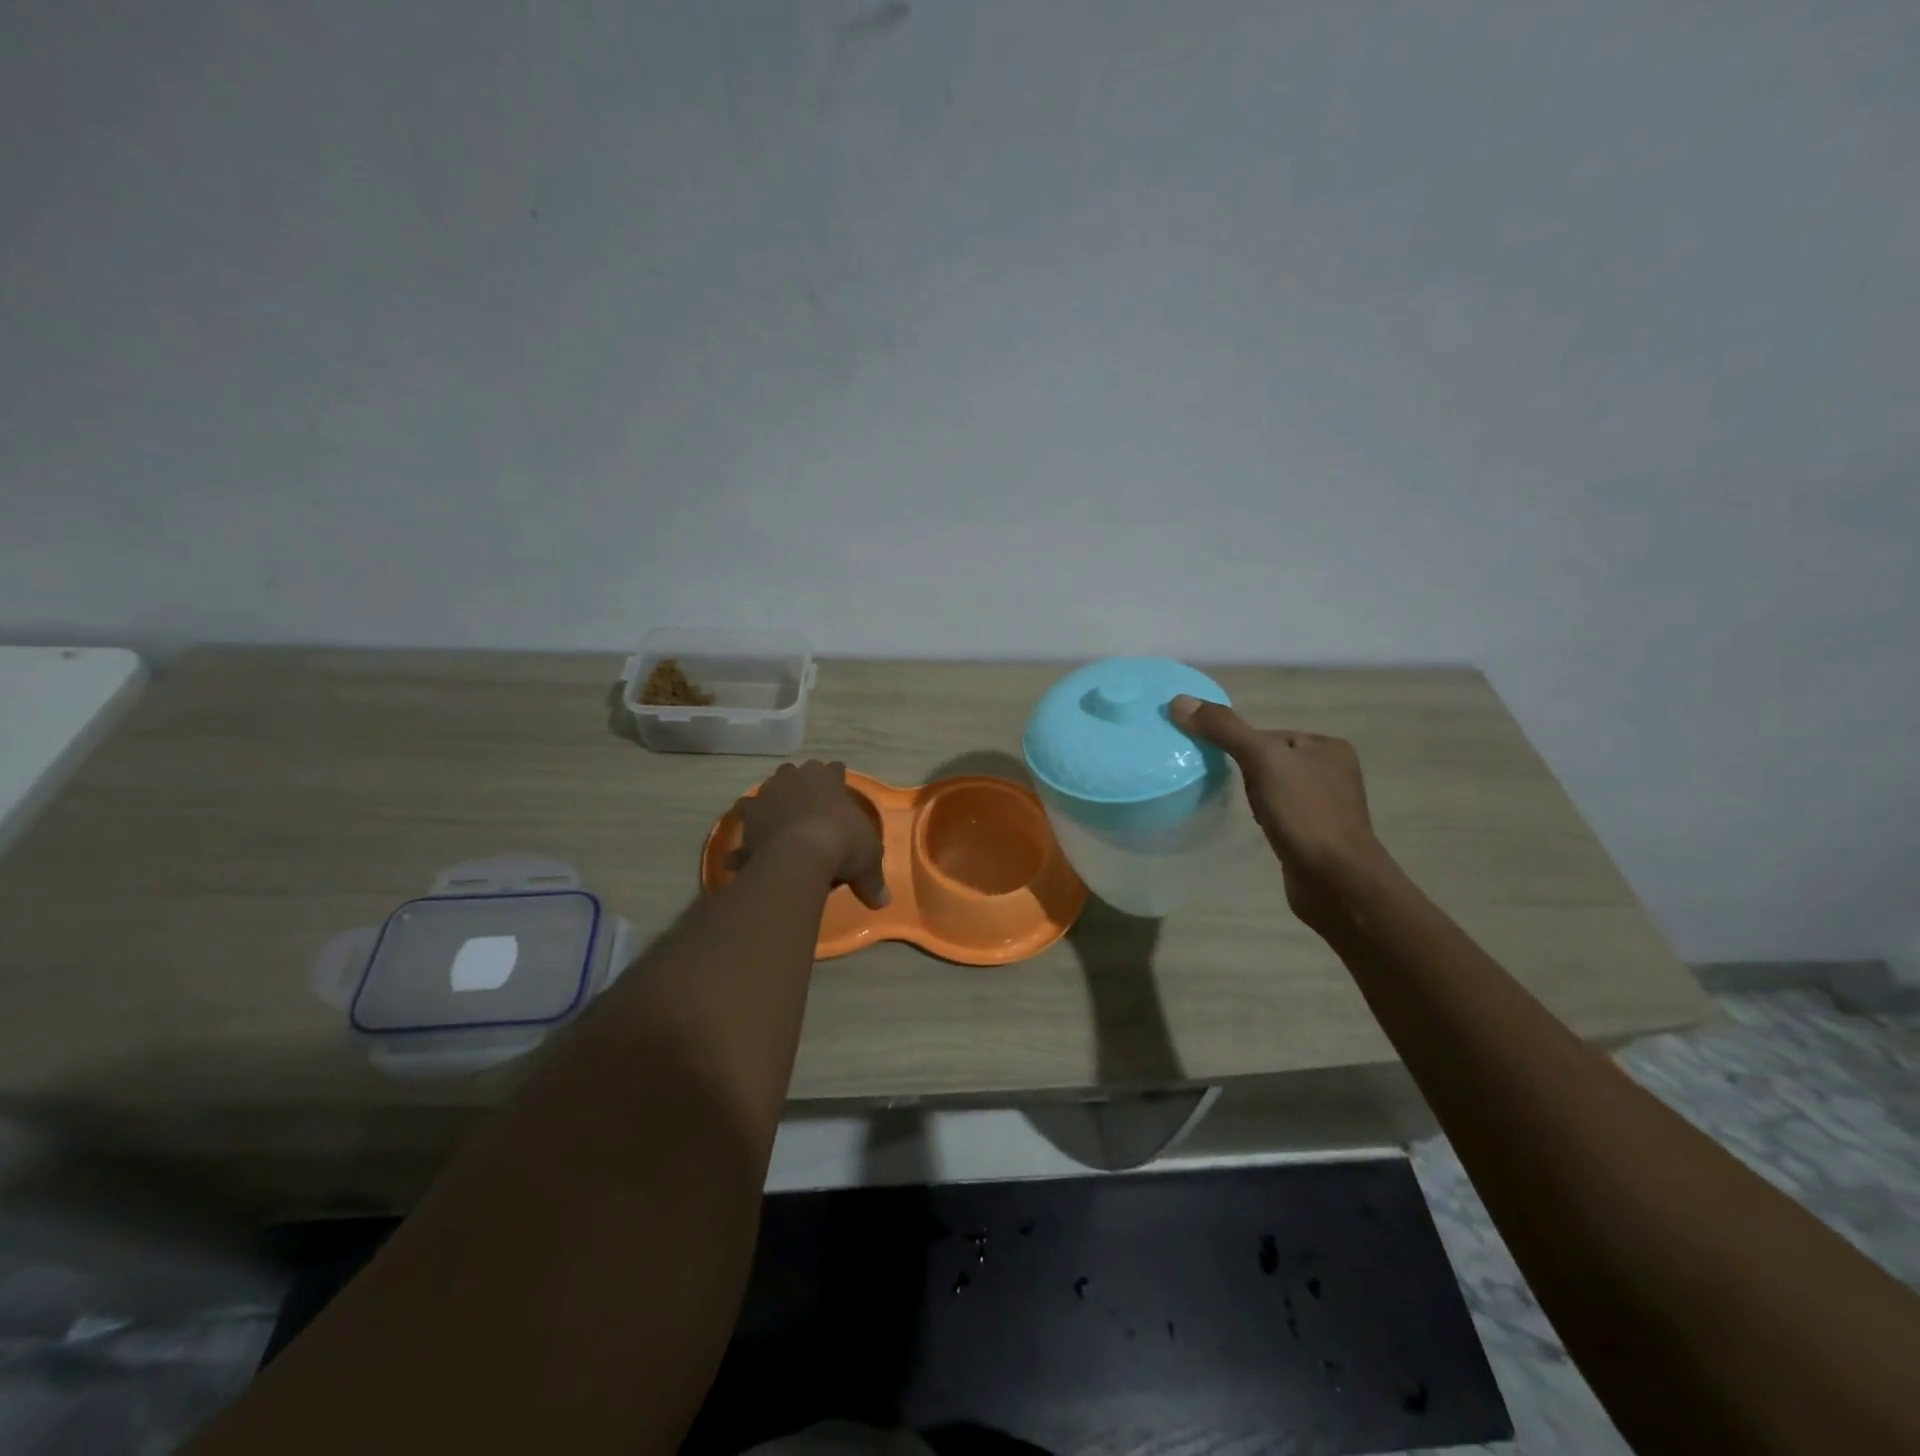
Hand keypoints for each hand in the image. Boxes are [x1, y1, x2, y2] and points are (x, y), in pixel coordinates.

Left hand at [731, 761, 889, 909]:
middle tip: (804, 806)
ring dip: (768, 808)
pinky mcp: (746, 822)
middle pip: (793, 774)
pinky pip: (744, 832)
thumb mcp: (868, 861)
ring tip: (773, 826)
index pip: (833, 770)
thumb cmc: (843, 843)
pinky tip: (742, 859)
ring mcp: (766, 798)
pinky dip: (744, 844)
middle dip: (797, 787)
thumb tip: (883, 902)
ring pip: (764, 795)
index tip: (837, 786)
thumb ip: (873, 879)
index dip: (835, 779)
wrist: (800, 855)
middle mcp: (793, 780)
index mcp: (826, 778)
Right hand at [1170, 695, 1389, 934]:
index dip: (1242, 749)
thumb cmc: (1305, 815)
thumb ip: (1224, 729)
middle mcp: (1332, 771)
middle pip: (1268, 760)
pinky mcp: (1316, 834)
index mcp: (1327, 746)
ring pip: (1272, 788)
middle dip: (1248, 775)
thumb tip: (1178, 702)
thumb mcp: (1263, 761)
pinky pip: (1280, 814)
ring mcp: (1326, 805)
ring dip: (1255, 797)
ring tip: (1252, 814)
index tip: (1233, 771)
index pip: (1267, 734)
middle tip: (1244, 794)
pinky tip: (1263, 830)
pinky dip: (1266, 818)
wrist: (1337, 882)